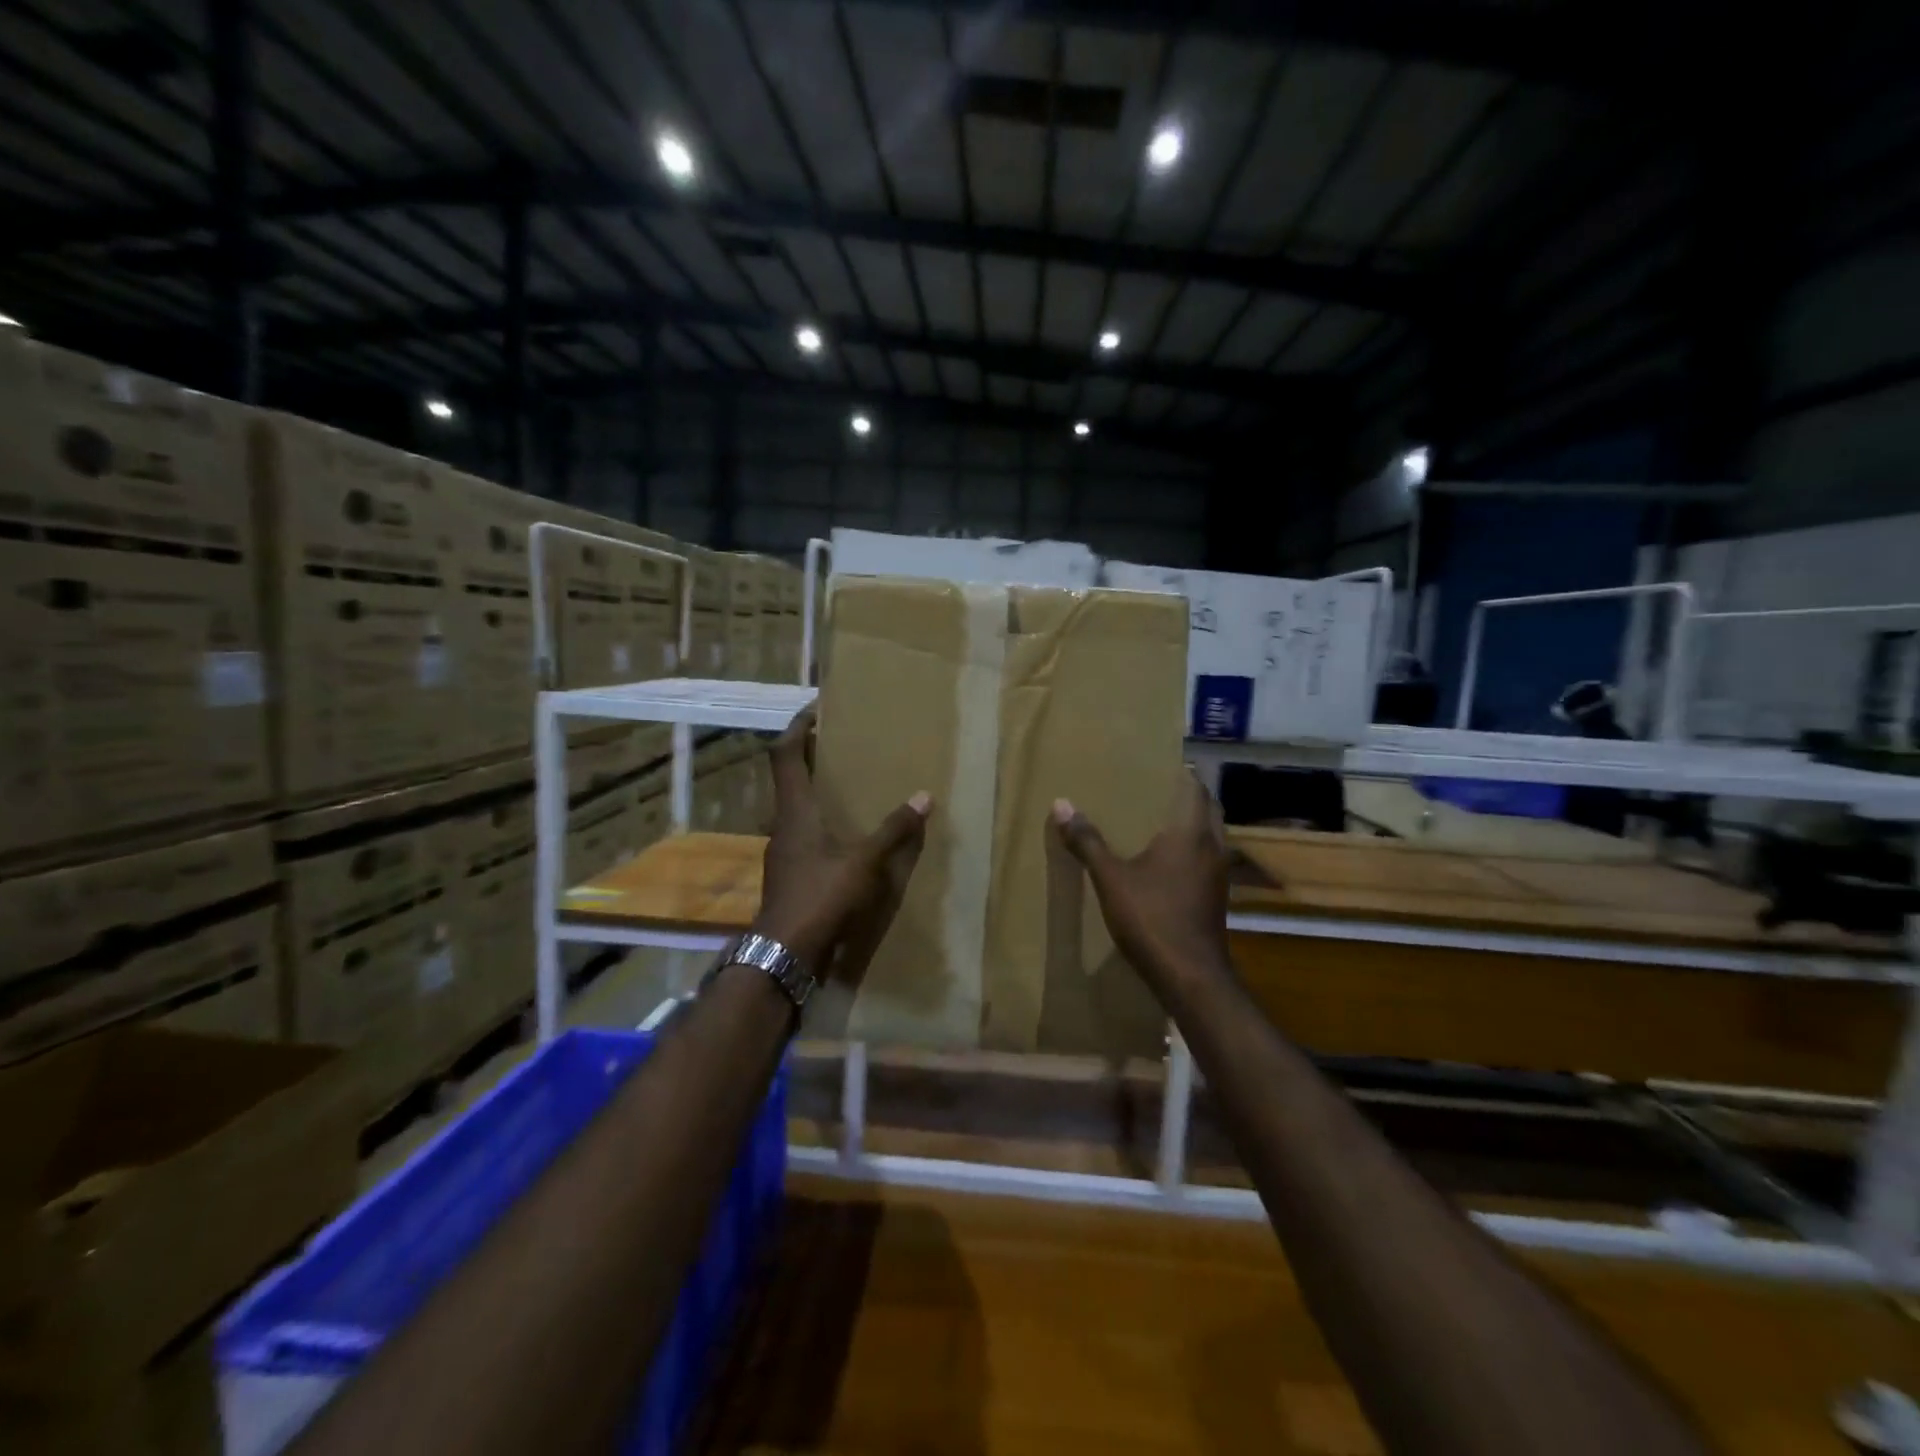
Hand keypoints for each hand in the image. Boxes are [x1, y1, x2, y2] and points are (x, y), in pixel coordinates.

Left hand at [754, 707, 931, 977]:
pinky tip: (844, 833)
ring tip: (846, 784)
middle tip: (838, 742)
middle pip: (789, 778)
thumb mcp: (864, 862)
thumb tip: (924, 797)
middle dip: (810, 755)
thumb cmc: (821, 896)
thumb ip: (893, 830)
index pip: (786, 755)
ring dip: (815, 789)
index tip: (814, 708)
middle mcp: (783, 824)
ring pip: (796, 807)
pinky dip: (821, 820)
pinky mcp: (790, 874)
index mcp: (795, 810)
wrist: (785, 952)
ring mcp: (784, 851)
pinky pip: (804, 833)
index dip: (797, 727)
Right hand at [1051, 771, 1230, 986]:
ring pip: (1211, 836)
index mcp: (1191, 833)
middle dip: (1187, 797)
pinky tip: (1167, 862)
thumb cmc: (1151, 918)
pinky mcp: (1217, 897)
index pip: (1195, 788)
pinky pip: (1207, 859)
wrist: (1190, 976)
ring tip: (1158, 822)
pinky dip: (1193, 850)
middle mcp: (1213, 847)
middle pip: (1208, 809)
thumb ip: (1087, 841)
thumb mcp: (1110, 879)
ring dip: (1192, 824)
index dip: (1180, 775)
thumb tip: (1061, 804)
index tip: (1158, 766)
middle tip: (1155, 790)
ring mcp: (1219, 874)